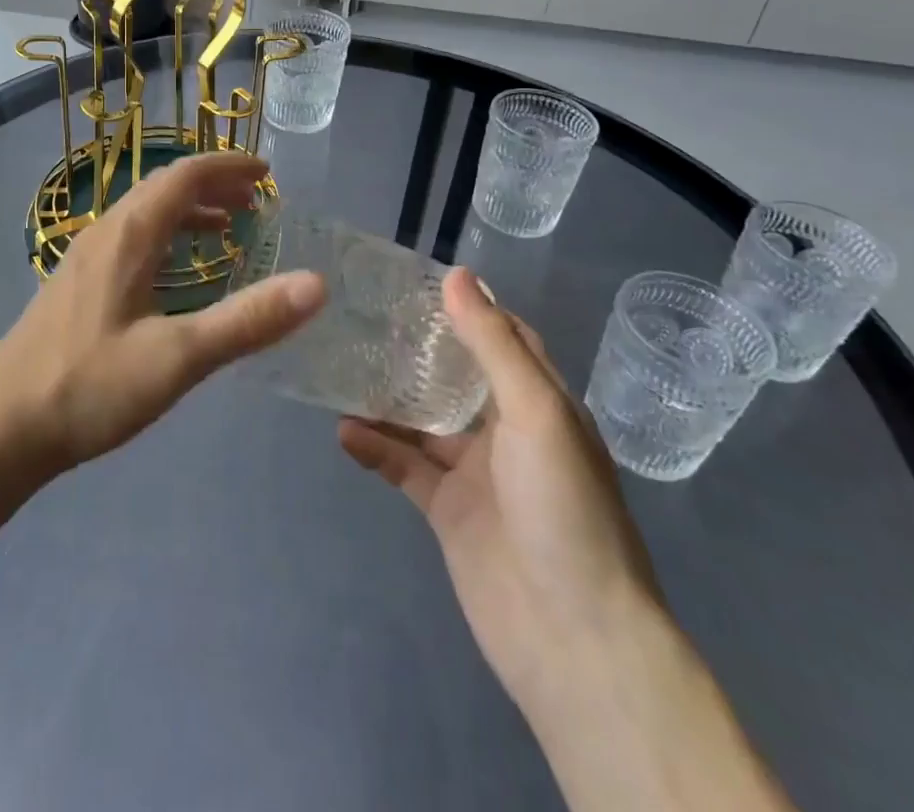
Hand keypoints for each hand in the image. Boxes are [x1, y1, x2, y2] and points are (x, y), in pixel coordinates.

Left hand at [0, 151, 325, 473]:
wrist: (0, 429)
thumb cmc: (89, 387)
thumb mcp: (178, 357)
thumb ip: (247, 321)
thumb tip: (315, 284)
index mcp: (129, 234)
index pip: (184, 175)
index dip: (228, 167)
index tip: (267, 172)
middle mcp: (105, 233)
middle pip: (163, 188)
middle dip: (212, 185)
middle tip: (256, 200)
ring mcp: (84, 258)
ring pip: (145, 214)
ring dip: (188, 210)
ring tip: (227, 227)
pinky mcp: (75, 285)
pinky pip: (130, 239)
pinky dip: (166, 237)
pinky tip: (174, 274)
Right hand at [338, 268, 662, 712]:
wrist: (573, 639)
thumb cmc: (564, 509)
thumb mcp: (535, 412)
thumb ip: (493, 344)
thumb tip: (457, 275)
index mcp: (541, 402)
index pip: (504, 337)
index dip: (467, 306)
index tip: (417, 279)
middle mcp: (508, 431)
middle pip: (456, 375)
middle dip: (417, 348)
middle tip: (363, 315)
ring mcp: (476, 473)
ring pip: (423, 419)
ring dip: (387, 397)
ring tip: (340, 365)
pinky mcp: (447, 511)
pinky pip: (404, 467)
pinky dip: (376, 448)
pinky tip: (343, 431)